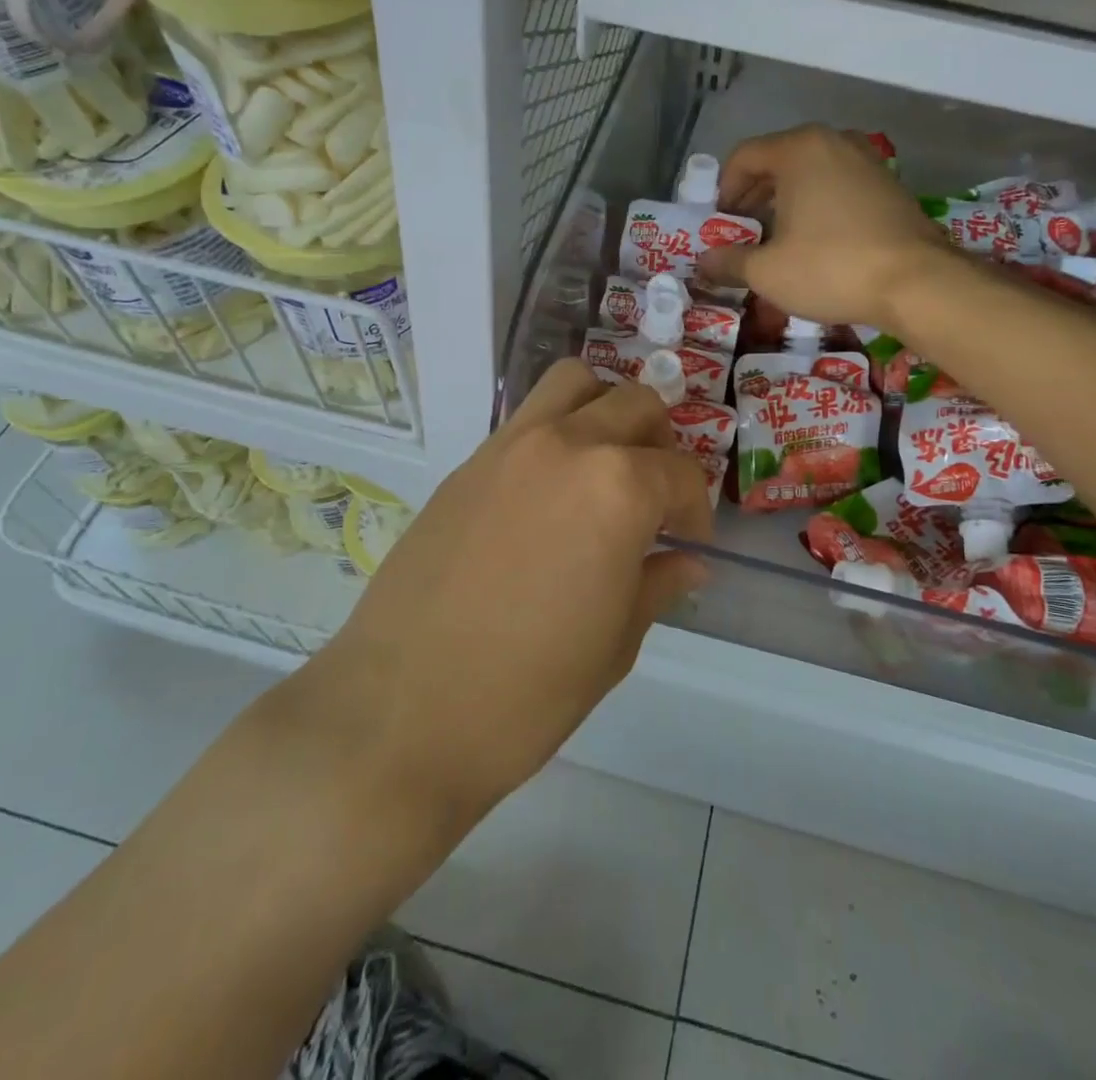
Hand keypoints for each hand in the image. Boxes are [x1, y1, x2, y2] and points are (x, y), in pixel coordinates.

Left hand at [284, 361, 713, 834]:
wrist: (400, 713)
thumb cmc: (528, 692)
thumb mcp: (615, 643)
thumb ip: (658, 584)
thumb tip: (689, 562)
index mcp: (618, 488)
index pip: (680, 474)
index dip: (695, 510)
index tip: (688, 544)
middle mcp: (567, 445)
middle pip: (635, 404)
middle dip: (660, 443)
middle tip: (654, 494)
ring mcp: (510, 446)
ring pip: (574, 383)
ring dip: (605, 409)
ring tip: (605, 464)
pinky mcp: (467, 463)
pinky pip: (527, 419)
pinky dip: (556, 431)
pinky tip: (548, 493)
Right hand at [699, 125, 949, 330]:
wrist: (917, 283)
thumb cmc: (831, 268)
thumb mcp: (767, 272)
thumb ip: (730, 262)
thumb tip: (704, 262)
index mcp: (799, 149)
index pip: (744, 156)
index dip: (724, 191)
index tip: (721, 225)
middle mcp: (834, 142)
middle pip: (778, 160)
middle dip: (754, 196)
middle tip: (744, 232)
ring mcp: (867, 161)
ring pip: (811, 173)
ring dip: (787, 202)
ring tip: (779, 239)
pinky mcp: (890, 185)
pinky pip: (840, 186)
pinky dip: (819, 206)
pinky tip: (818, 242)